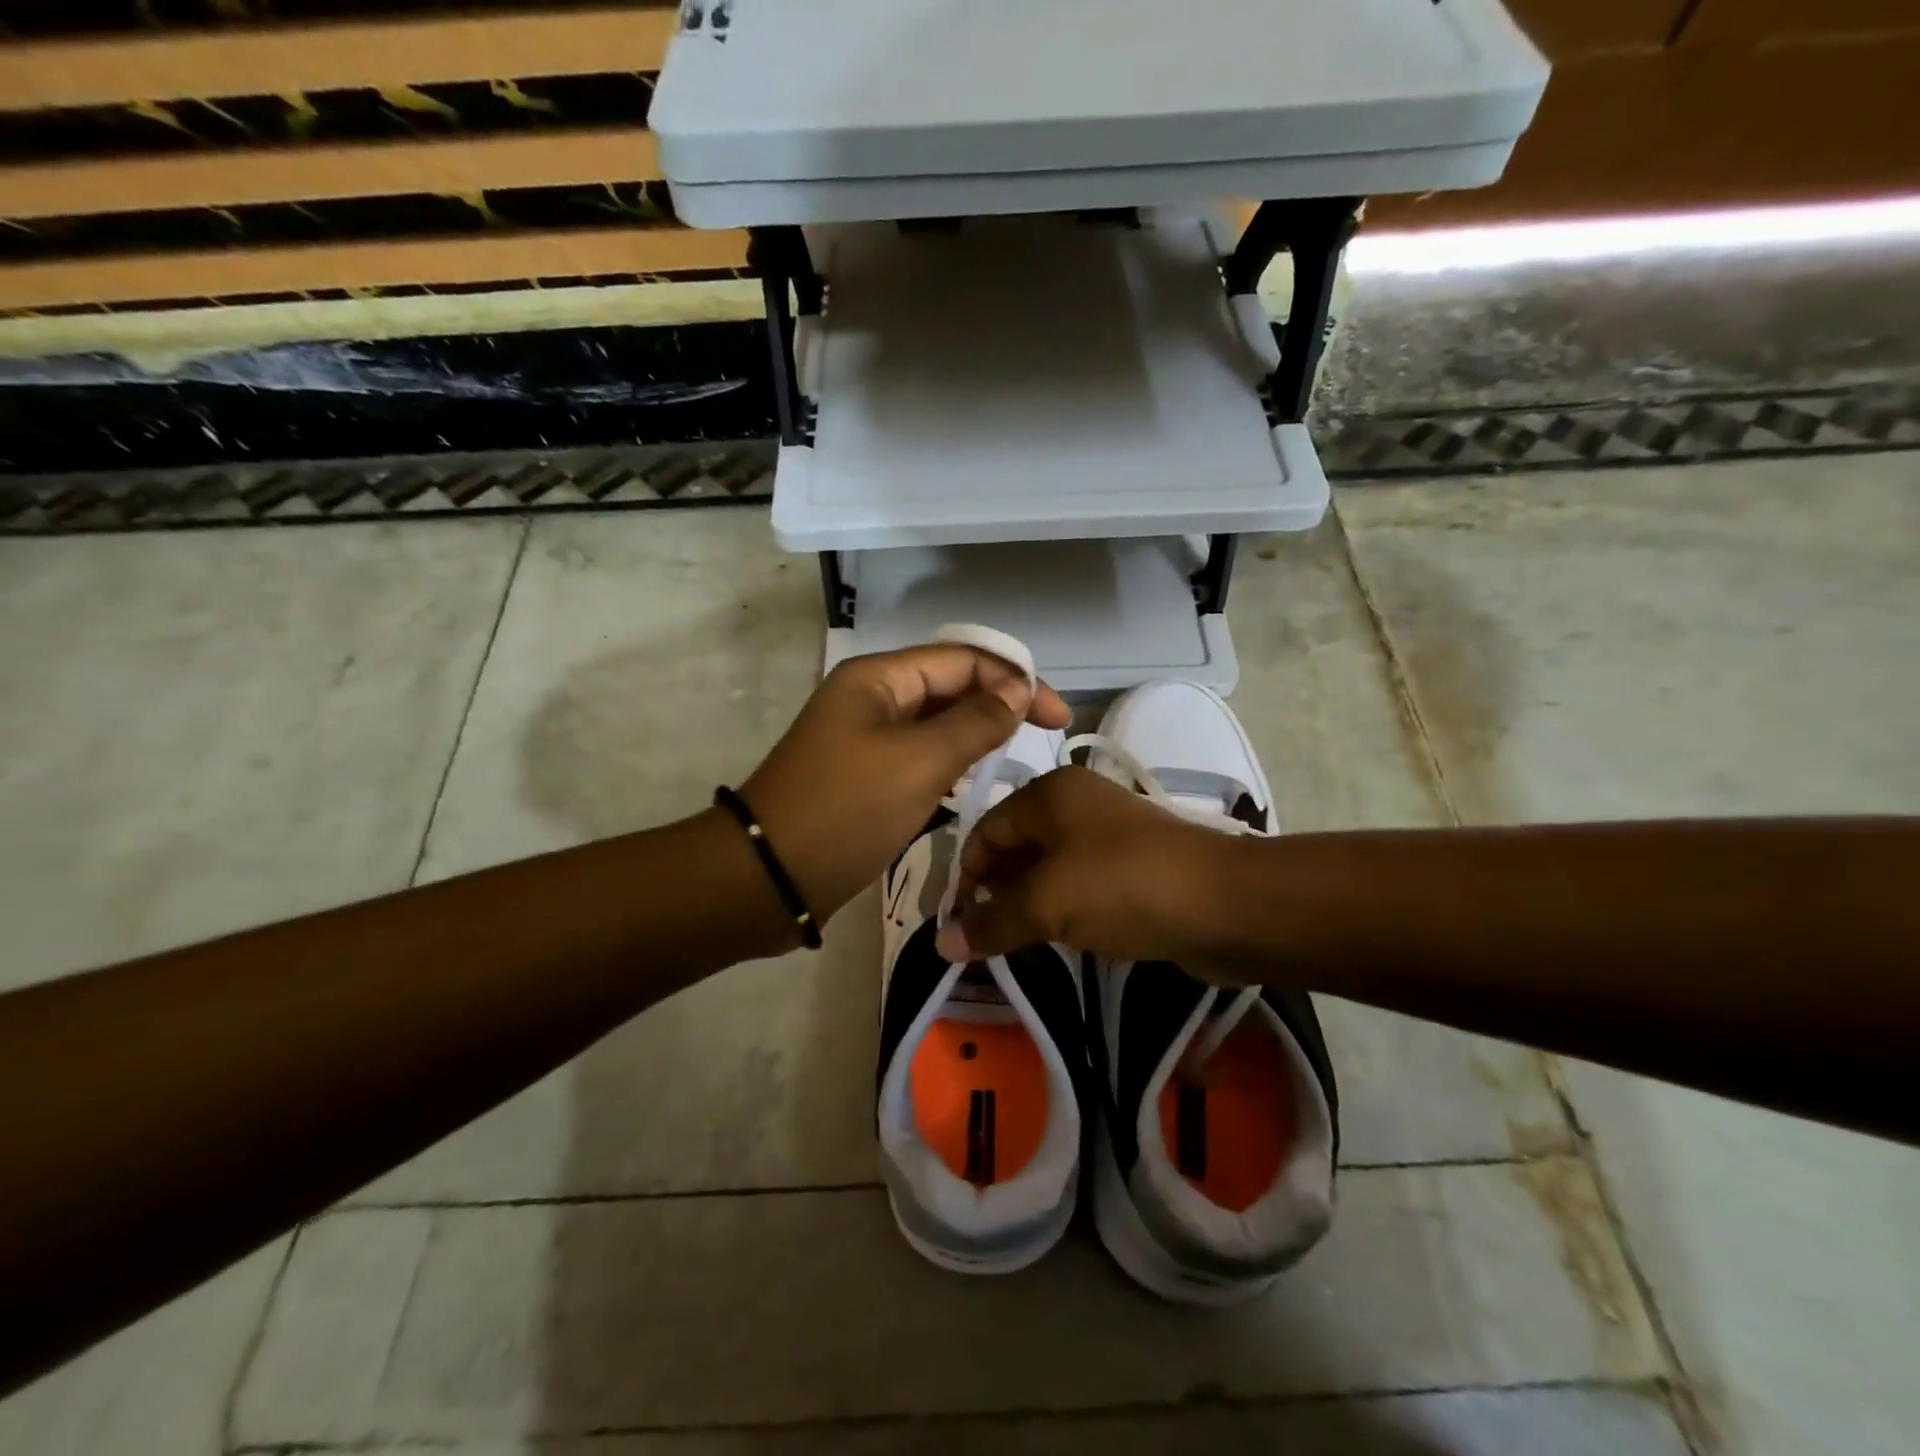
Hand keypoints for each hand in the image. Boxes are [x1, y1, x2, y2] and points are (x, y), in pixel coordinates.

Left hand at [740, 645, 1069, 927]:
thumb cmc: (846, 810)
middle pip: (951, 686)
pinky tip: (976, 780)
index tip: (1057, 718)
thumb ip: (974, 722)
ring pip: (937, 723)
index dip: (1015, 680)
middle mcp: (873, 698)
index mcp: (880, 678)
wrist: (770, 877)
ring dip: (978, 732)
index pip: (963, 659)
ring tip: (1019, 755)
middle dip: (999, 703)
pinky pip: (920, 755)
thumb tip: (1017, 690)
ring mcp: (867, 737)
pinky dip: (952, 762)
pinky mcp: (866, 774)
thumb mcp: (918, 762)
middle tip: (1046, 735)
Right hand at [934, 766, 1235, 966]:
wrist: (1222, 904)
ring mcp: (1107, 832)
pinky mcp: (1132, 864)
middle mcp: (1075, 803)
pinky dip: (1062, 908)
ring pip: (1048, 868)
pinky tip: (1058, 938)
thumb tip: (940, 944)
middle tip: (984, 938)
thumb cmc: (1120, 887)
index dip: (965, 877)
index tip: (957, 925)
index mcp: (1049, 793)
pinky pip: (1079, 883)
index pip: (985, 830)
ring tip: (1016, 943)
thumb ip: (990, 922)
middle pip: (1015, 846)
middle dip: (995, 892)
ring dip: (1027, 904)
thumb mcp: (1045, 904)